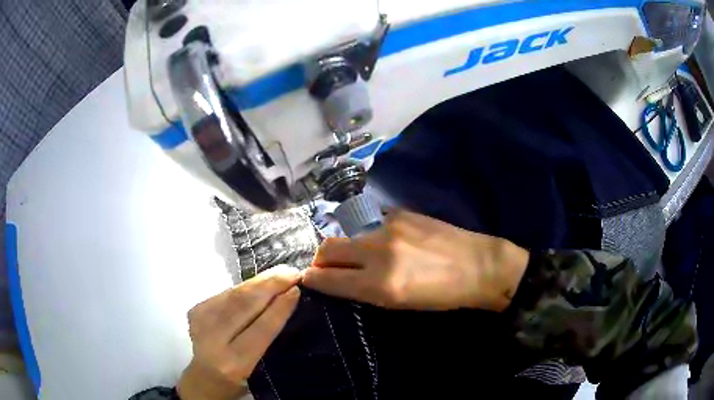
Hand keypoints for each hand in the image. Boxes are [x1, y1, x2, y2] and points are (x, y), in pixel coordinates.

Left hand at [177, 265, 300, 399]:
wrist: (205, 376)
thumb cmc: (240, 378)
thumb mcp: (259, 366)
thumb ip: (268, 337)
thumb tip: (286, 299)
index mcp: (233, 362)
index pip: (260, 329)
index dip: (279, 308)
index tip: (296, 289)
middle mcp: (212, 340)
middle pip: (243, 304)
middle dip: (270, 285)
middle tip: (292, 272)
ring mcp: (200, 321)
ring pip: (234, 293)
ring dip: (260, 281)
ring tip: (280, 272)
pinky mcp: (195, 309)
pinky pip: (226, 292)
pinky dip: (246, 285)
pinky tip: (260, 281)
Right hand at [303, 211, 528, 311]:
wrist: (479, 266)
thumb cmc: (442, 296)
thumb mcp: (399, 304)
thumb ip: (364, 289)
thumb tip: (337, 279)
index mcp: (380, 285)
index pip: (328, 279)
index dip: (312, 279)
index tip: (307, 278)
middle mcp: (379, 252)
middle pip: (328, 248)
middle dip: (320, 259)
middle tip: (326, 267)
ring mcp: (390, 227)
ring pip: (349, 236)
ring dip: (348, 248)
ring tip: (363, 258)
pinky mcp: (401, 213)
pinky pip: (371, 224)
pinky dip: (370, 236)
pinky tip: (386, 244)